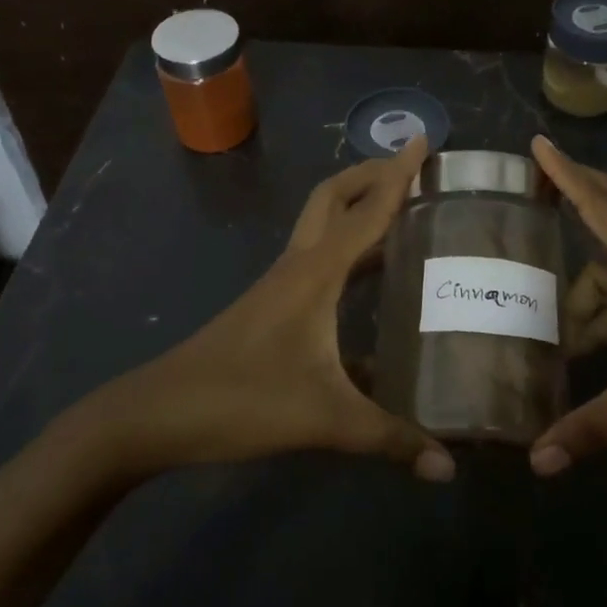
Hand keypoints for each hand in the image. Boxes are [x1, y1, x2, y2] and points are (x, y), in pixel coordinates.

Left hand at [88, 140, 455, 482]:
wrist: (158, 414)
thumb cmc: (241, 400)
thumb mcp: (323, 419)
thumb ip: (389, 438)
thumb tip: (448, 466)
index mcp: (315, 273)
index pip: (366, 211)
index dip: (397, 175)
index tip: (423, 140)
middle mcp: (299, 266)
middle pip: (333, 198)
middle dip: (370, 175)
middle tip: (411, 170)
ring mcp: (281, 285)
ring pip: (323, 227)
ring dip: (358, 210)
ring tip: (401, 216)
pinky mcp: (272, 307)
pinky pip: (318, 261)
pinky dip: (347, 253)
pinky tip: (370, 287)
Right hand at [528, 136, 606, 475]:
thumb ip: (594, 428)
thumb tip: (535, 459)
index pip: (601, 208)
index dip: (566, 174)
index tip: (539, 142)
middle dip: (578, 194)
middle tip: (537, 186)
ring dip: (585, 289)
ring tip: (549, 325)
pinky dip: (604, 314)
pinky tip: (585, 345)